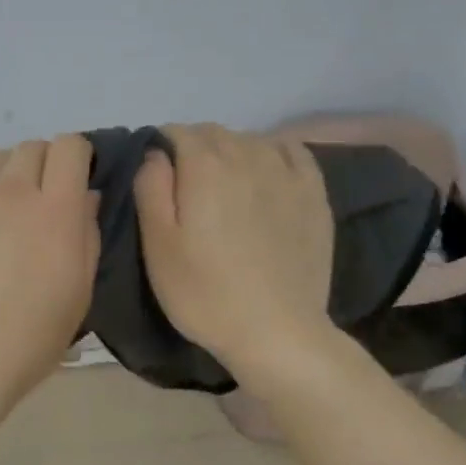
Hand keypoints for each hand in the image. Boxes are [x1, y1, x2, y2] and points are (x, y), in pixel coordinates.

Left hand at [0, 136, 100, 431]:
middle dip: (43, 166)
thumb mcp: (78, 294)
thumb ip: (87, 235)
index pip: (69, 148)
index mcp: (56, 211)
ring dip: (5, 175)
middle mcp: (10, 190)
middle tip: (38, 201)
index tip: (75, 177)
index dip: (76, 157)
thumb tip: (86, 196)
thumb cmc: (25, 341)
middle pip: (31, 148)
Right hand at [133, 123, 335, 379]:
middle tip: (185, 188)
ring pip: (250, 139)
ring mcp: (287, 173)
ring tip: (223, 185)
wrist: (276, 332)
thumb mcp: (157, 245)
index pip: (177, 132)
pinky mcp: (314, 194)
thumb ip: (151, 187)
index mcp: (204, 166)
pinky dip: (272, 152)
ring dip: (230, 150)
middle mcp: (247, 156)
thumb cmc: (204, 292)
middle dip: (194, 148)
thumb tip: (155, 153)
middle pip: (214, 132)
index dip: (161, 148)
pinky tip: (265, 172)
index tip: (157, 178)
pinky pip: (291, 150)